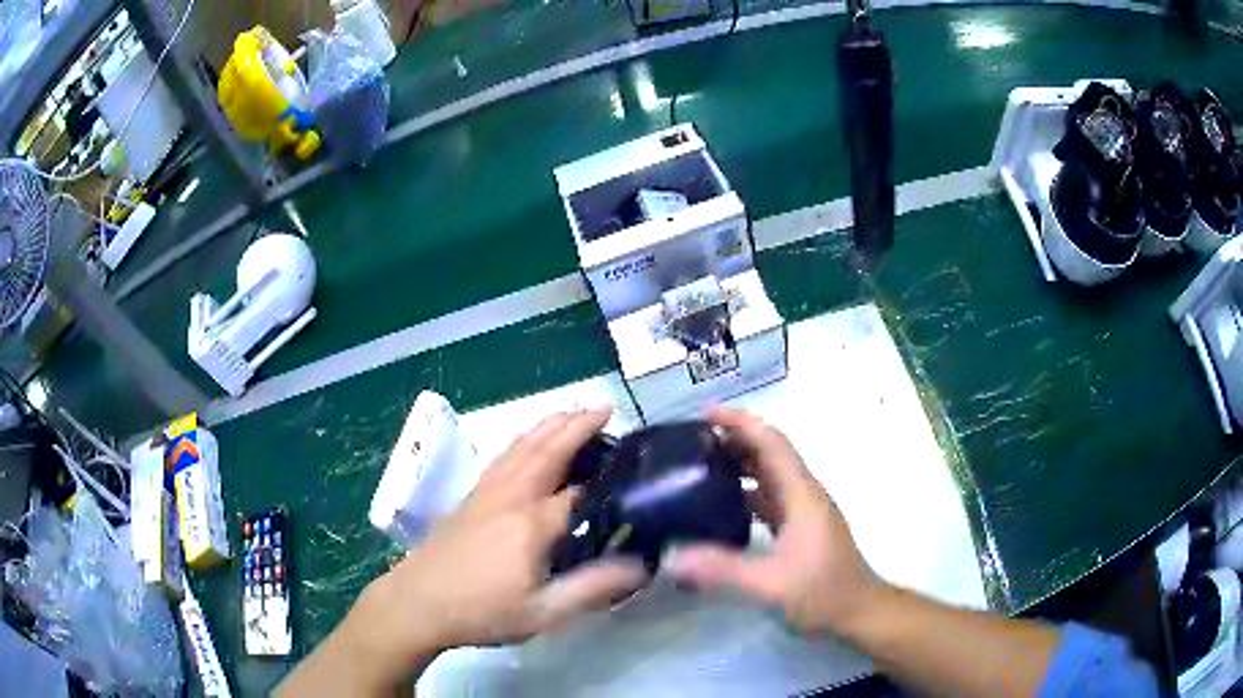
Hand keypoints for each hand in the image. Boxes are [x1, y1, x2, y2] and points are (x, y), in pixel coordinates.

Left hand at [347, 409, 649, 674]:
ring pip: (521, 447)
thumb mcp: (543, 612)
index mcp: (532, 523)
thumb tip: (642, 566)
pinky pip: (503, 456)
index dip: (609, 482)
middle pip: (547, 451)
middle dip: (577, 425)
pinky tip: (526, 442)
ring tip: (572, 412)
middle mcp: (510, 497)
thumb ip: (593, 588)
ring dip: (549, 425)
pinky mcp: (470, 497)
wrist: (417, 603)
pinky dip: (523, 439)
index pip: (580, 493)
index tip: (637, 469)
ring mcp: (486, 493)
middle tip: (605, 407)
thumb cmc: (482, 612)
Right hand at [666, 407, 880, 636]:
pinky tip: (719, 512)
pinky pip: (768, 500)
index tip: (703, 415)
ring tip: (696, 472)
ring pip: (768, 477)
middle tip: (689, 445)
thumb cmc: (823, 592)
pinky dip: (743, 495)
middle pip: (768, 454)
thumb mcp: (771, 584)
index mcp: (801, 494)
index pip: (770, 442)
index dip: (740, 422)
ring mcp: (803, 512)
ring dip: (737, 468)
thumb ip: (722, 570)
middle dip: (733, 441)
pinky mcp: (800, 529)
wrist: (858, 612)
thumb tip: (670, 556)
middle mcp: (803, 494)